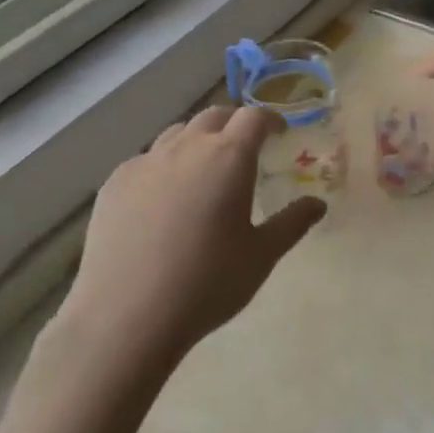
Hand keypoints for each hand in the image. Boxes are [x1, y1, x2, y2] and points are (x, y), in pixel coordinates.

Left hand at [54, 106, 325, 370]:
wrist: (126, 316)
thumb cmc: (207, 283)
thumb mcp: (261, 256)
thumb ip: (292, 223)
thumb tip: (318, 204)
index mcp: (229, 157)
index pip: (254, 117)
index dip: (270, 120)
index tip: (279, 133)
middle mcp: (187, 147)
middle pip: (214, 116)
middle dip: (234, 124)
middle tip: (244, 147)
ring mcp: (146, 162)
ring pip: (178, 134)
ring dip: (197, 141)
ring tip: (203, 170)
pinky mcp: (115, 182)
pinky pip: (146, 160)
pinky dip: (164, 166)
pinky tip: (163, 200)